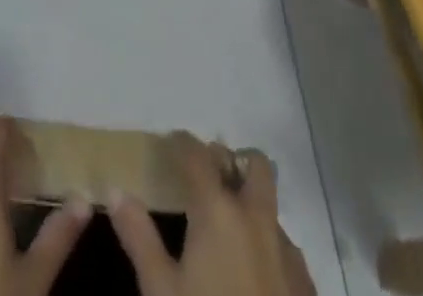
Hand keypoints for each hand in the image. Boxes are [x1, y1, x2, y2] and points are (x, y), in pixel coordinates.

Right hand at [109, 134, 316, 295]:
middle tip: (209, 178)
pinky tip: (253, 276)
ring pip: (272, 209)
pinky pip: (288, 251)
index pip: (198, 154)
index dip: (182, 142)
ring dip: (252, 207)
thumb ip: (139, 236)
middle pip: (256, 166)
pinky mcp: (306, 289)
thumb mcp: (160, 290)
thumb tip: (115, 190)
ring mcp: (288, 254)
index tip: (169, 143)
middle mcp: (257, 219)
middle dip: (234, 162)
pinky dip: (269, 247)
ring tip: (227, 232)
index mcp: (218, 211)